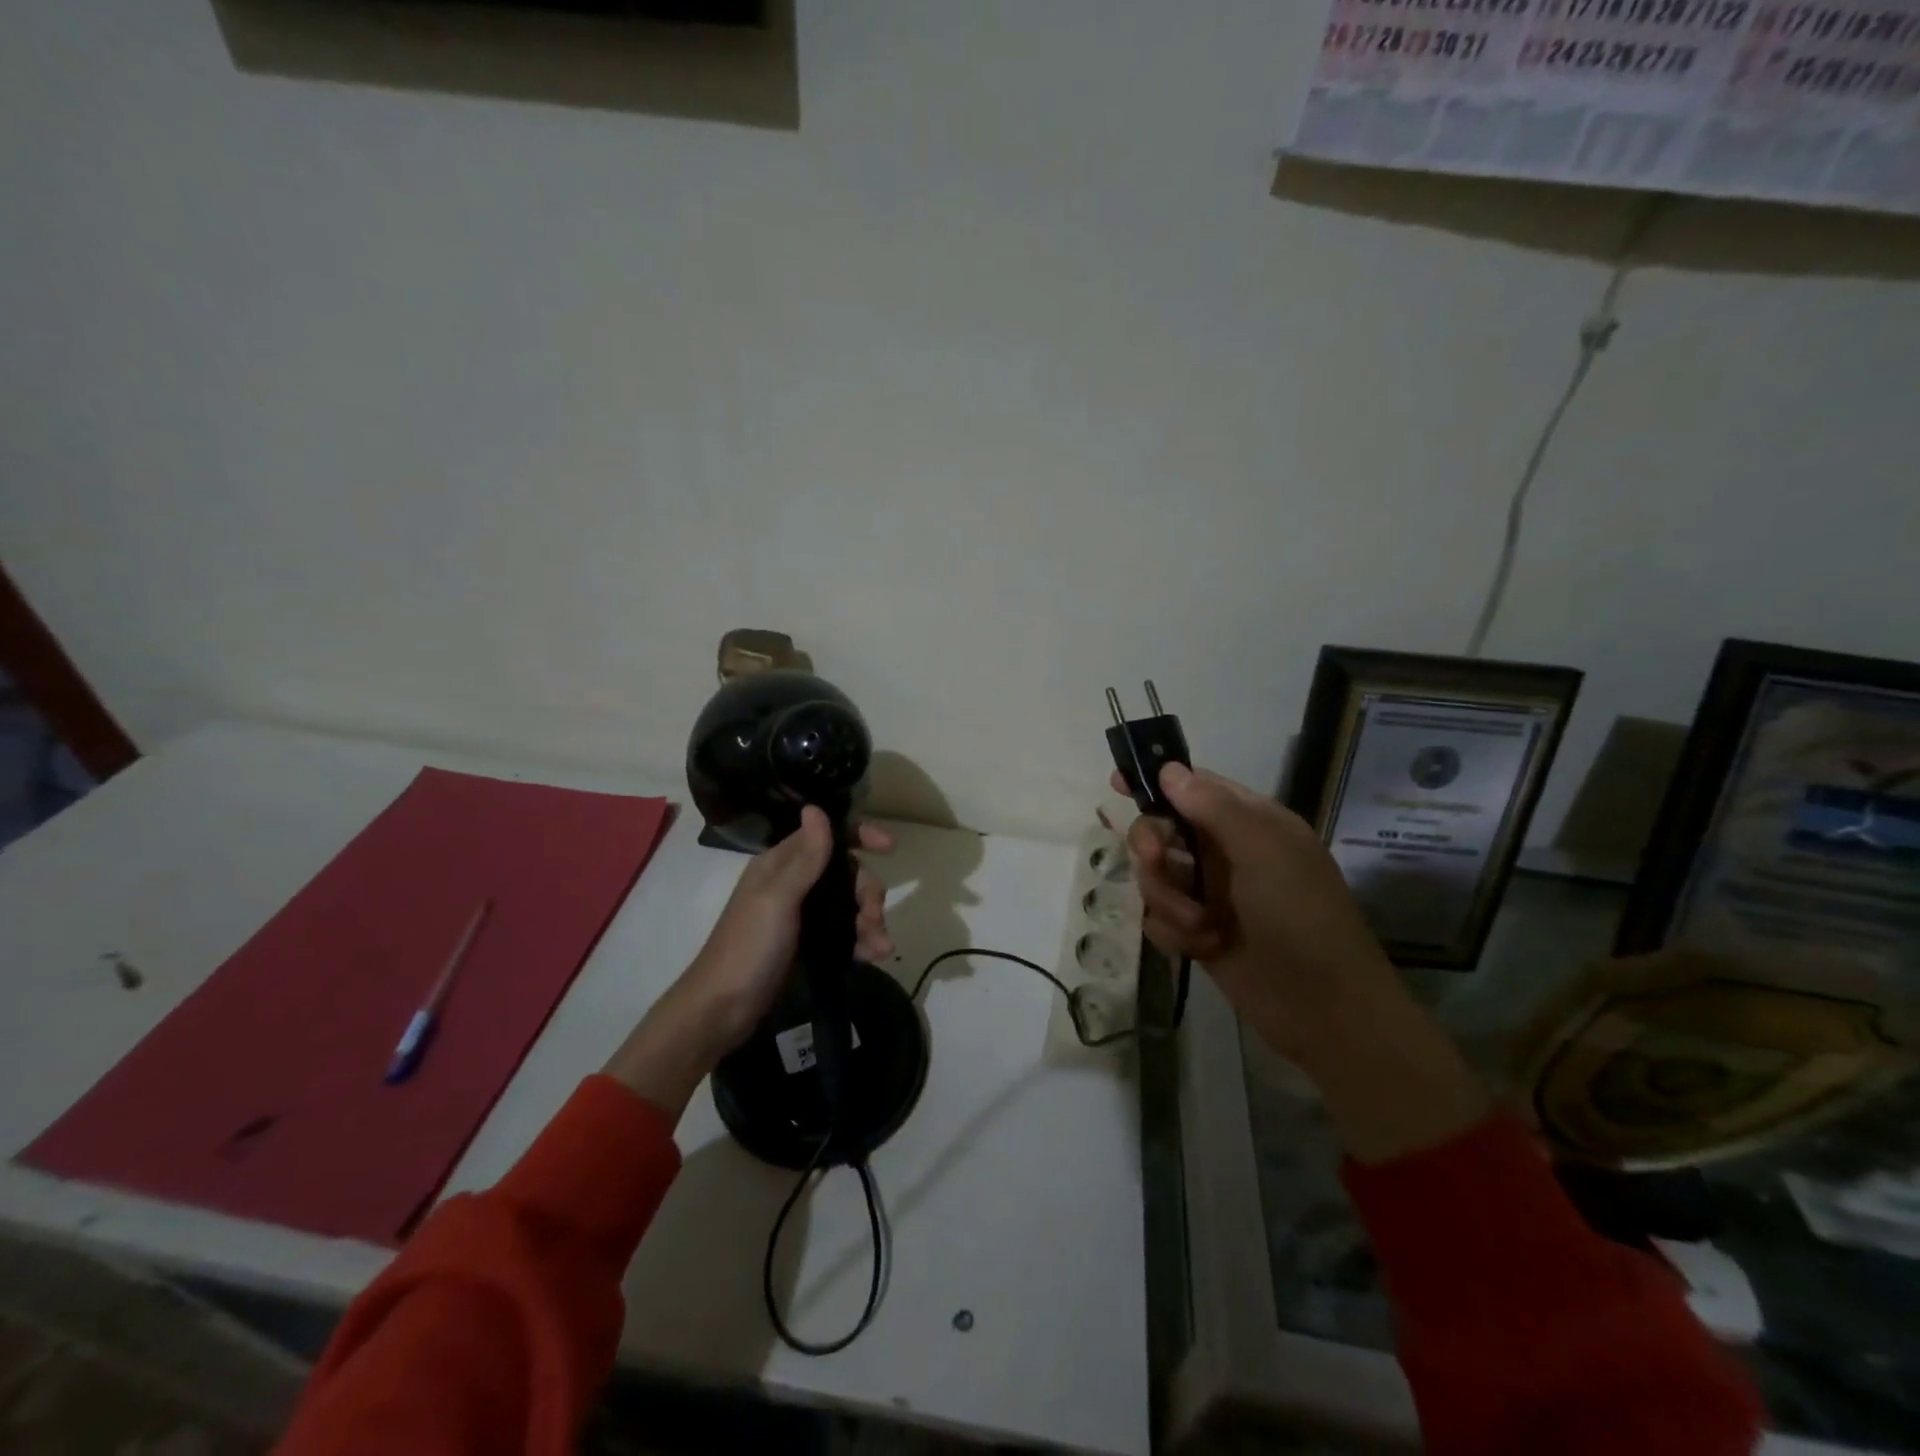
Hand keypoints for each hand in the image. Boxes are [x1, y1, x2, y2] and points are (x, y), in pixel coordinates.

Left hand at [679, 806, 894, 1051]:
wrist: (722, 1011)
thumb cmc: (748, 948)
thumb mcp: (778, 899)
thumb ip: (805, 857)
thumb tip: (816, 807)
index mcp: (780, 864)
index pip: (826, 836)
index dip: (859, 837)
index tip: (889, 847)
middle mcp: (793, 883)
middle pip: (846, 873)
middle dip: (867, 893)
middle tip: (874, 919)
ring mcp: (801, 916)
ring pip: (849, 905)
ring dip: (870, 921)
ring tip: (881, 948)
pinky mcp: (808, 945)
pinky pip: (845, 933)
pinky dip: (862, 941)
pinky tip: (874, 956)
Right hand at [1115, 763, 1486, 1162]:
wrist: (1323, 1008)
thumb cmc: (1299, 915)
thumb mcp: (1263, 849)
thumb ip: (1213, 806)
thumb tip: (1169, 770)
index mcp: (1248, 822)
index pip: (1193, 787)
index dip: (1156, 782)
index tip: (1117, 783)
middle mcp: (1225, 852)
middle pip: (1161, 830)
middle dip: (1153, 848)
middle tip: (1157, 862)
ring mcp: (1210, 894)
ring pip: (1154, 876)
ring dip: (1169, 900)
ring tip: (1200, 925)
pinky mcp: (1197, 932)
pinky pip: (1158, 917)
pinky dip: (1174, 931)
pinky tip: (1202, 947)